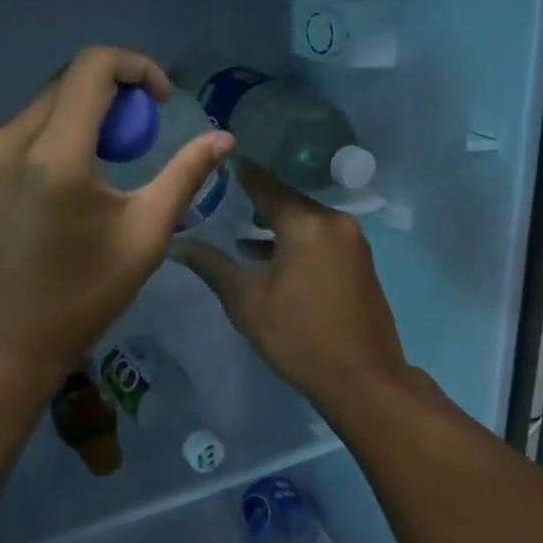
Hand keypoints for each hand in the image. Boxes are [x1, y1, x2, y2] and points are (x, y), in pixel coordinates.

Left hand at [0, 46, 233, 384]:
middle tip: (143, 134)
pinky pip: (24, 130)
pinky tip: (74, 179)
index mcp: (54, 154)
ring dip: (86, 113)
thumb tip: (222, 138)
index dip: (136, 66)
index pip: (93, 66)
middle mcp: (10, 140)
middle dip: (114, 92)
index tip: (161, 100)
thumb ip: (184, 176)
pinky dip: (58, 133)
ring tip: (112, 159)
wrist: (0, 346)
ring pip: (45, 103)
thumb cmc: (79, 298)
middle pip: (68, 80)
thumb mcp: (144, 237)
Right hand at [178, 161, 407, 409]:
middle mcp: (333, 223)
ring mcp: (352, 242)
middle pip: (287, 202)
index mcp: (306, 224)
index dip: (240, 173)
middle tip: (220, 199)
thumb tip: (178, 245)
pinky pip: (320, 238)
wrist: (364, 381)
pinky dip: (296, 241)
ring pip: (305, 221)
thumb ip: (212, 266)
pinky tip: (271, 257)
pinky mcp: (359, 262)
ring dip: (276, 225)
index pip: (265, 185)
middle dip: (256, 202)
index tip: (217, 161)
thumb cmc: (299, 337)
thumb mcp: (247, 302)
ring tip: (239, 232)